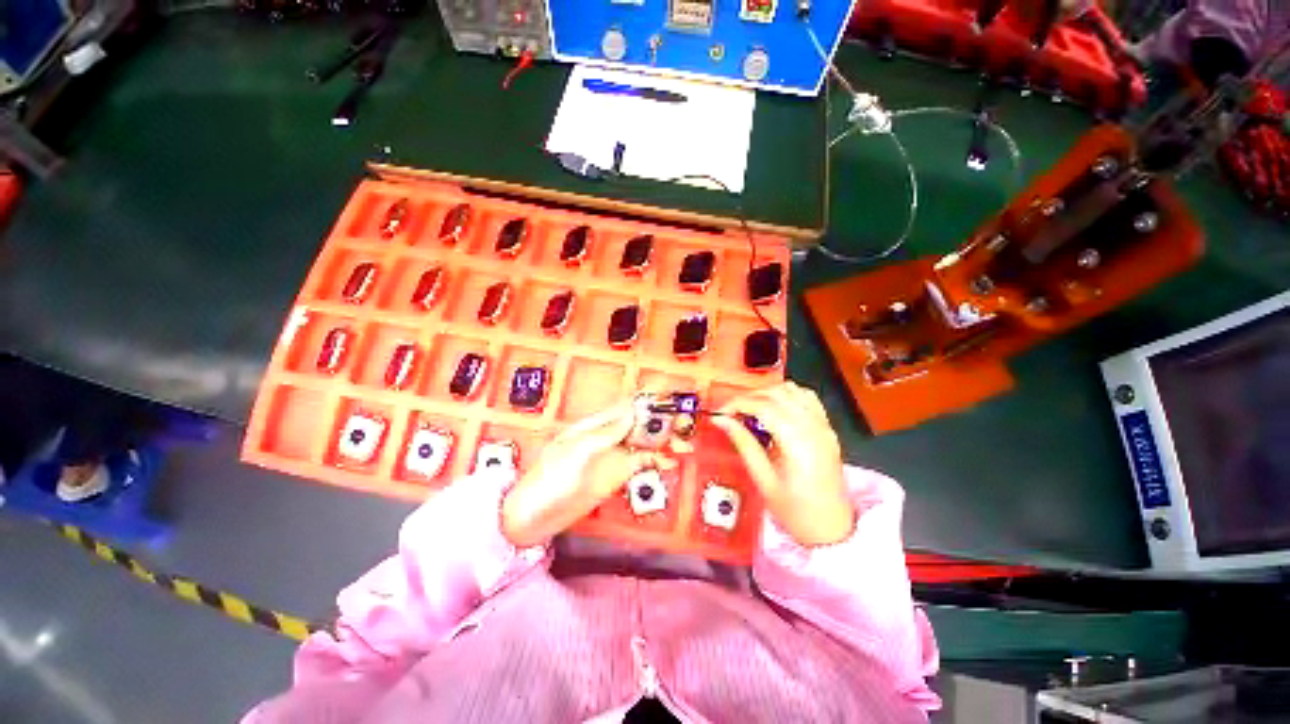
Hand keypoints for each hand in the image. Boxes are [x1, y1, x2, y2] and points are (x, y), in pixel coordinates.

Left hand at [501, 401, 675, 547]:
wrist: (535, 516)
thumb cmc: (551, 478)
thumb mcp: (578, 452)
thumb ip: (608, 433)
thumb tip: (634, 411)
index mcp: (596, 424)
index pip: (627, 406)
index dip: (648, 400)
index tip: (671, 397)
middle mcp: (609, 435)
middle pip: (640, 423)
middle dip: (662, 422)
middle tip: (686, 424)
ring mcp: (614, 455)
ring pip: (644, 442)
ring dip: (664, 442)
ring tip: (685, 445)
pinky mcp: (617, 474)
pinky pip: (641, 463)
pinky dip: (657, 461)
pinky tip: (671, 464)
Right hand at [710, 382, 854, 546]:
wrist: (832, 530)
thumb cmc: (796, 512)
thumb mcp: (764, 480)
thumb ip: (744, 444)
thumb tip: (722, 421)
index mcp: (798, 443)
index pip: (763, 406)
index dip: (738, 404)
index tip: (721, 412)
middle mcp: (814, 428)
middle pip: (777, 394)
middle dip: (749, 397)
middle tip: (731, 412)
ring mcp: (824, 426)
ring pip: (792, 390)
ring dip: (768, 393)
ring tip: (750, 409)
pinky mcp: (828, 429)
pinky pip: (807, 398)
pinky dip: (787, 395)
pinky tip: (774, 408)